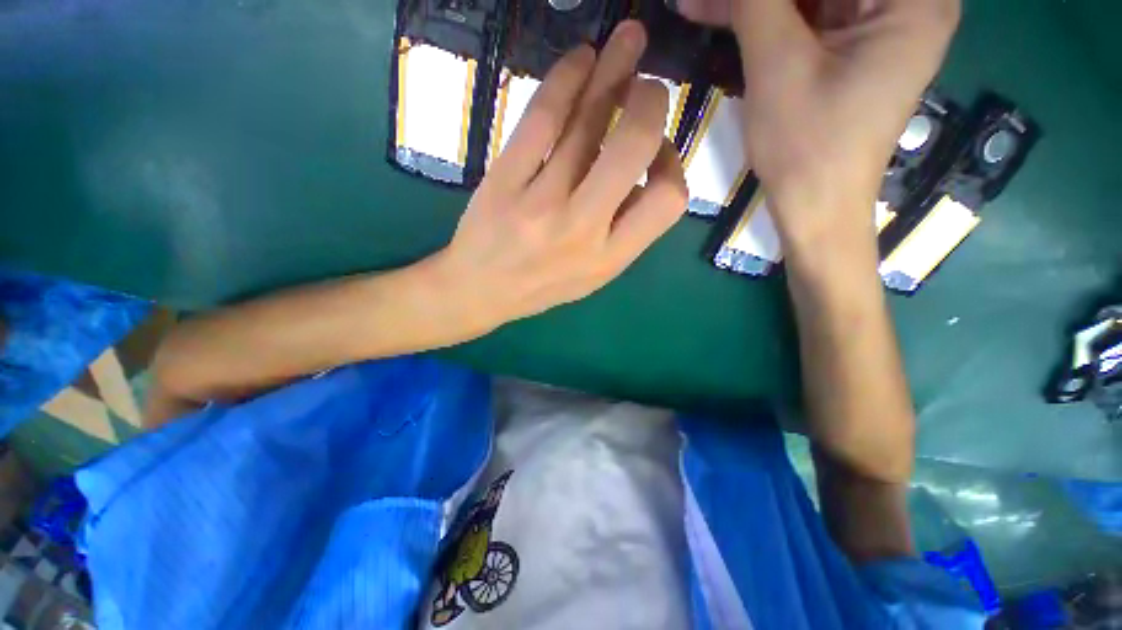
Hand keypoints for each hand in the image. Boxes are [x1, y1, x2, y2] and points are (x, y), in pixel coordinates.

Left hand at [429, 21, 687, 333]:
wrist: (479, 291)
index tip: (657, 153)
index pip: (668, 200)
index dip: (673, 165)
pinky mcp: (504, 180)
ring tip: (627, 41)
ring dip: (612, 71)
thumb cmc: (541, 286)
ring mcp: (540, 202)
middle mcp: (581, 229)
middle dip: (650, 103)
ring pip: (586, 123)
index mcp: (609, 258)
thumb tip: (645, 173)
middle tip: (648, 87)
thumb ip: (625, 231)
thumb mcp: (594, 276)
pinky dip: (564, 79)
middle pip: (633, 147)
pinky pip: (540, 119)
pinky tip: (580, 59)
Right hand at [677, 0, 959, 251]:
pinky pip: (808, 15)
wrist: (814, 207)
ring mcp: (879, 25)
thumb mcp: (778, 65)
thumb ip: (757, 0)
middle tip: (706, 0)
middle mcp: (906, 2)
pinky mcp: (853, 48)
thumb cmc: (806, 146)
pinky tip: (722, 14)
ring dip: (757, 1)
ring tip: (700, 5)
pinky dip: (767, 16)